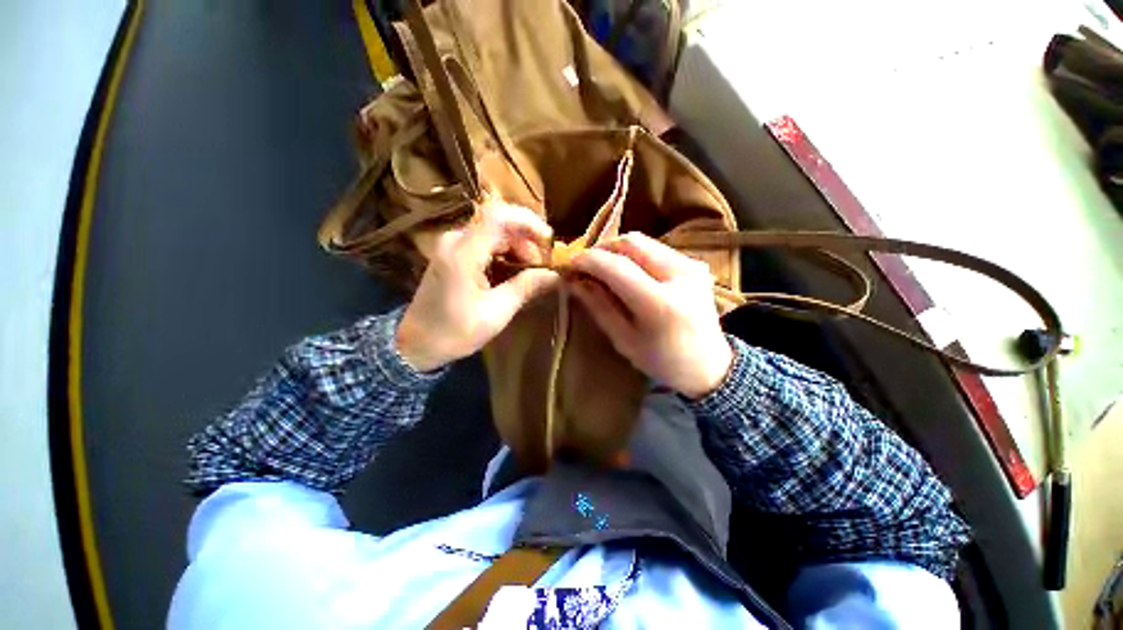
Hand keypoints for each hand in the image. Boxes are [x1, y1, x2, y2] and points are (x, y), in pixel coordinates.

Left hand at [396, 200, 559, 371]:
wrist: (417, 343)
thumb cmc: (455, 332)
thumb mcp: (496, 312)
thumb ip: (525, 288)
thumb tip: (554, 275)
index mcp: (463, 253)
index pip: (498, 216)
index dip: (528, 221)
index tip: (549, 240)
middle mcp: (455, 240)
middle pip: (499, 223)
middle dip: (527, 240)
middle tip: (543, 265)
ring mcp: (452, 245)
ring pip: (494, 232)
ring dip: (518, 247)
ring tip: (532, 271)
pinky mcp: (453, 253)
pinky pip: (485, 242)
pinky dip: (505, 252)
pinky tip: (514, 270)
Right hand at [569, 233, 732, 398]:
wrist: (710, 365)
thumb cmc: (663, 361)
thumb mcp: (624, 340)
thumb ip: (598, 307)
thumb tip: (573, 282)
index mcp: (660, 304)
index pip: (616, 267)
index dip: (588, 261)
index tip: (568, 265)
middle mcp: (680, 275)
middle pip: (631, 242)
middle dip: (602, 249)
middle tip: (585, 265)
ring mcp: (691, 265)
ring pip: (643, 242)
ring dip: (617, 251)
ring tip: (602, 268)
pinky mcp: (695, 263)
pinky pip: (656, 249)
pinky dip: (634, 255)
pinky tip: (626, 272)